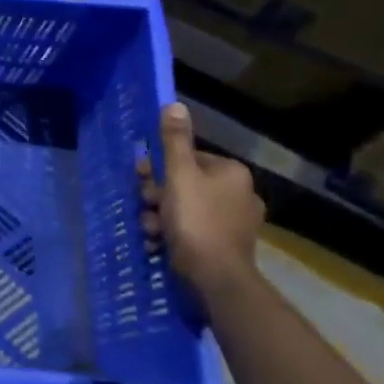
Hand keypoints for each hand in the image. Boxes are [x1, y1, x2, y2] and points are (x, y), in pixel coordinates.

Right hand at [137, 102, 263, 296]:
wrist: (216, 278)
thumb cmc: (195, 219)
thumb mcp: (178, 174)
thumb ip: (174, 140)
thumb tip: (175, 104)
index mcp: (232, 173)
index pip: (189, 158)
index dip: (161, 167)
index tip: (143, 178)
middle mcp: (240, 194)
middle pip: (185, 184)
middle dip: (158, 195)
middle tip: (145, 205)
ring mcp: (235, 223)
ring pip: (185, 209)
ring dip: (160, 216)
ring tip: (150, 229)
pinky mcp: (227, 247)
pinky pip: (193, 231)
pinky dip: (174, 235)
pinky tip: (159, 242)